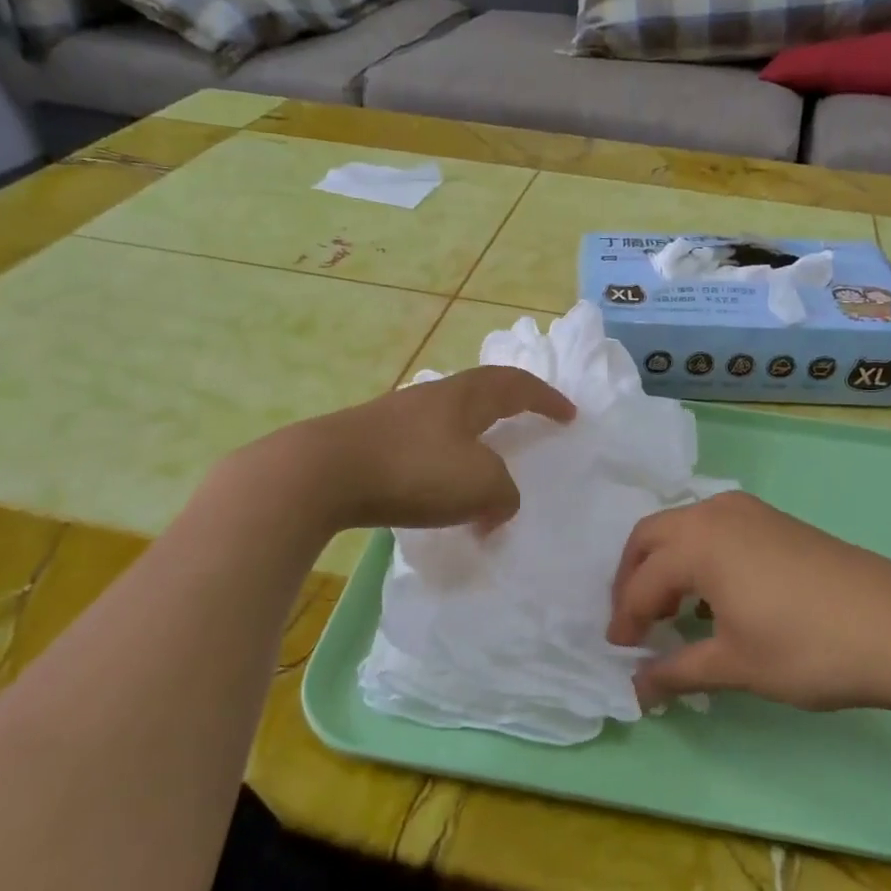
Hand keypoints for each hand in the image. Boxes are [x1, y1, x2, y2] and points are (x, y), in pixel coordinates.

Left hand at [278, 366, 574, 533]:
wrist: (321, 474)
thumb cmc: (413, 470)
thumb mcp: (480, 485)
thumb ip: (504, 494)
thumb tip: (498, 504)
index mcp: (466, 397)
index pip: (517, 386)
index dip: (546, 399)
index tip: (569, 415)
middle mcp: (433, 398)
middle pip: (481, 393)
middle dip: (509, 408)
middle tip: (527, 425)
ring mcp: (397, 417)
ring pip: (450, 422)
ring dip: (474, 442)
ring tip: (484, 468)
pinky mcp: (371, 443)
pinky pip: (423, 447)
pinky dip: (443, 466)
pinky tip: (436, 493)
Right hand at [610, 492, 890, 711]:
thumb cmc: (808, 648)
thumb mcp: (735, 665)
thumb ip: (677, 671)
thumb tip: (636, 689)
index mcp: (697, 542)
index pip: (642, 582)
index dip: (625, 620)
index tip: (620, 653)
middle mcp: (714, 513)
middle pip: (650, 539)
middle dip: (633, 580)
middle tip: (634, 625)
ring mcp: (746, 511)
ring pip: (682, 530)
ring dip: (664, 566)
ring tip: (669, 614)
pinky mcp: (772, 520)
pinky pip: (713, 531)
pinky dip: (696, 558)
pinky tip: (711, 599)